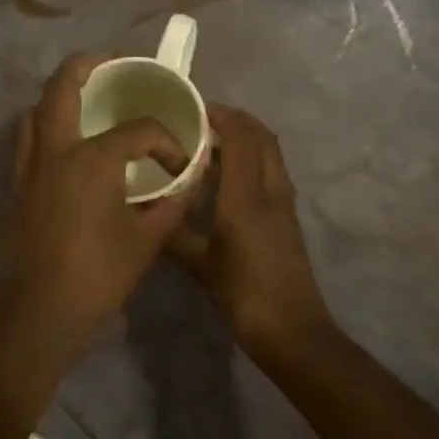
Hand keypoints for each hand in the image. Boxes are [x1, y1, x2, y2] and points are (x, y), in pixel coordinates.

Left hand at [0, 55, 193, 354]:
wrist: (40, 311)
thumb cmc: (98, 275)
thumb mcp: (148, 239)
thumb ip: (173, 202)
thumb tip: (192, 178)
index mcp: (93, 159)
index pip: (138, 131)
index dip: (165, 143)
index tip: (178, 166)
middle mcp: (55, 150)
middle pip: (63, 85)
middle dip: (88, 65)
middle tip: (112, 64)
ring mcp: (29, 165)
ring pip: (37, 110)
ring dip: (60, 95)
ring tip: (87, 99)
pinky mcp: (17, 184)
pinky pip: (27, 138)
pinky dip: (45, 125)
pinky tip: (66, 143)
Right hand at [166, 105, 333, 356]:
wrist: (292, 330)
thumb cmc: (244, 294)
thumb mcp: (200, 264)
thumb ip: (174, 232)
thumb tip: (146, 210)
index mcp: (247, 196)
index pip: (239, 137)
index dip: (218, 116)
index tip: (190, 108)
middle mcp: (270, 190)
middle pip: (261, 136)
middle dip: (234, 119)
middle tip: (199, 120)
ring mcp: (283, 202)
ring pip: (269, 152)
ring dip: (245, 137)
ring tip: (209, 142)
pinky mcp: (287, 215)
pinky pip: (270, 170)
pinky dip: (250, 157)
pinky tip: (225, 176)